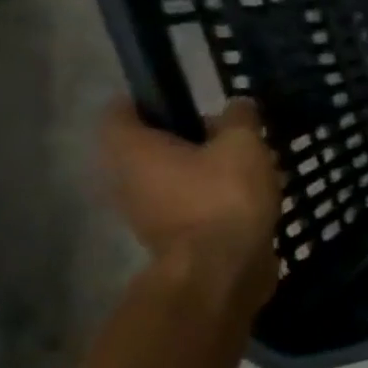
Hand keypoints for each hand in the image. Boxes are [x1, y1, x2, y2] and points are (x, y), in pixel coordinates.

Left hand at [101, 99, 281, 292]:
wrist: (221, 268)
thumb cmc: (224, 196)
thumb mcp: (244, 145)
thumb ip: (240, 118)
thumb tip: (238, 105)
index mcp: (132, 148)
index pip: (122, 109)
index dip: (152, 99)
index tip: (189, 100)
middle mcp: (123, 177)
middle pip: (149, 145)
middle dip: (187, 138)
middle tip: (230, 136)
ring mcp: (142, 211)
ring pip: (169, 177)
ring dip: (201, 171)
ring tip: (246, 169)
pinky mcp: (168, 236)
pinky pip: (185, 204)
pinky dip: (208, 198)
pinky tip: (245, 199)